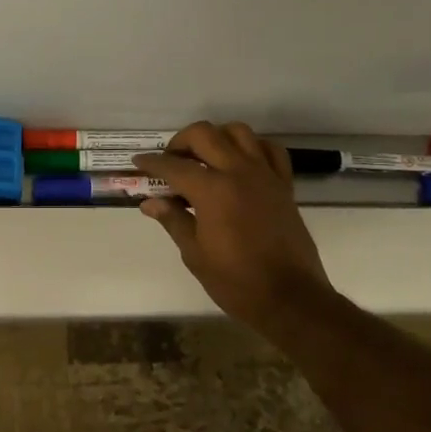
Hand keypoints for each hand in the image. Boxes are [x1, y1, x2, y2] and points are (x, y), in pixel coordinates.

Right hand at [134, 122, 334, 337]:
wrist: (291, 299)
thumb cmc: (237, 282)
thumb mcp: (195, 255)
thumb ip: (173, 220)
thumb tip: (150, 203)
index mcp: (213, 191)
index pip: (174, 166)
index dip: (152, 163)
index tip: (139, 163)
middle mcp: (238, 172)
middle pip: (204, 134)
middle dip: (181, 141)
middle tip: (170, 161)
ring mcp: (265, 175)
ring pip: (238, 132)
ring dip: (216, 137)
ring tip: (205, 157)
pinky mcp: (284, 185)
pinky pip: (270, 150)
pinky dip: (252, 147)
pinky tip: (241, 162)